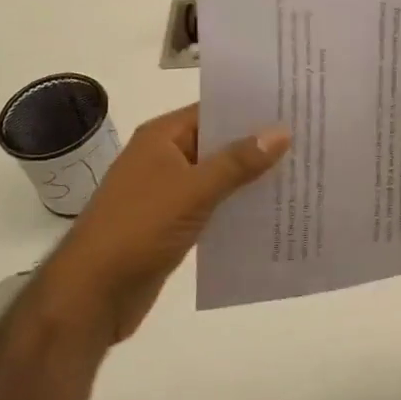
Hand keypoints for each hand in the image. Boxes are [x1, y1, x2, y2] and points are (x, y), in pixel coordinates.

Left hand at [38, 104, 288, 344]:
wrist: (92, 294)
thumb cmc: (139, 228)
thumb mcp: (194, 190)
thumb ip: (238, 162)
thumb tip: (281, 131)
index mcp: (163, 137)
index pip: (214, 109)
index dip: (252, 107)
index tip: (294, 105)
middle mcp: (165, 157)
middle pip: (219, 141)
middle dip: (258, 143)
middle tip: (308, 138)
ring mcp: (168, 192)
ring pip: (218, 175)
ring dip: (251, 177)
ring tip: (301, 172)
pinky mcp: (173, 223)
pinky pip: (213, 205)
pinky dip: (238, 205)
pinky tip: (272, 210)